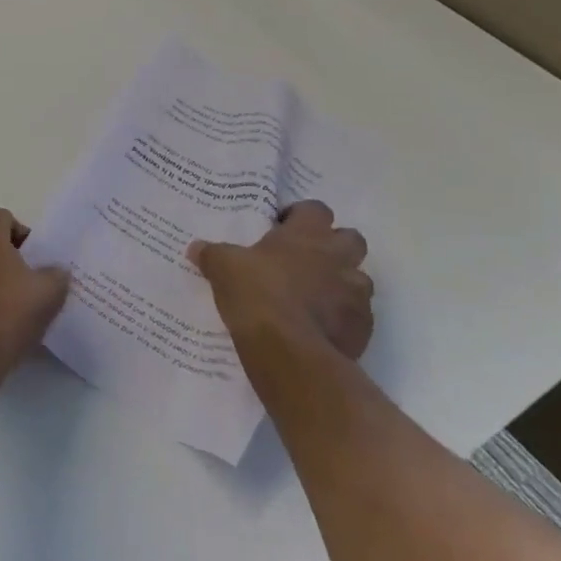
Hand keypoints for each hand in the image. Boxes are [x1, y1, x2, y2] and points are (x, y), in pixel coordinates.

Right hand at [190, 201, 373, 360]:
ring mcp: (356, 294)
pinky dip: (342, 317)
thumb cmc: (257, 293)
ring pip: (358, 279)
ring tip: (313, 297)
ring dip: (341, 283)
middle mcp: (338, 258)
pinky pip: (357, 314)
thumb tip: (196, 248)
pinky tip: (318, 327)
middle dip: (334, 246)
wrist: (289, 351)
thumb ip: (212, 254)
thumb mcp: (223, 267)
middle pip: (351, 238)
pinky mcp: (363, 328)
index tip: (281, 227)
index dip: (300, 215)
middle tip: (305, 259)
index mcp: (306, 235)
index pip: (315, 209)